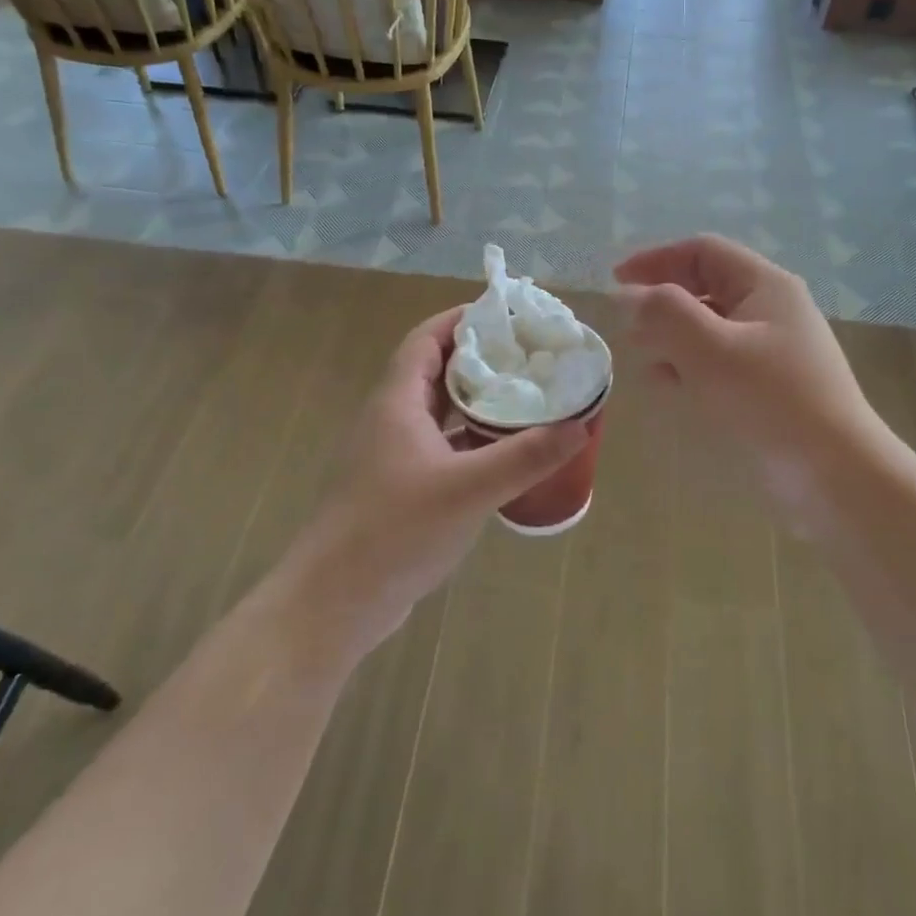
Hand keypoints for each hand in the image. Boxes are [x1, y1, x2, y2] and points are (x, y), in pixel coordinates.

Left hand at [271, 308, 587, 666]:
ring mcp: (393, 456)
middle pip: (437, 371)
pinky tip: (504, 453)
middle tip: (532, 355)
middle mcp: (391, 420)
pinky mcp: (400, 489)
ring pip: (440, 413)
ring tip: (528, 396)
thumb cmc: (394, 530)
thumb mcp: (469, 489)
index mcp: (397, 402)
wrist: (335, 602)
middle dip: (482, 358)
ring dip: (478, 402)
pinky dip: (472, 441)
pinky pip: (442, 448)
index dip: (463, 319)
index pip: (427, 339)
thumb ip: (526, 456)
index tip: (508, 313)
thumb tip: (580, 425)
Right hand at [614, 235, 881, 470]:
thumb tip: (628, 295)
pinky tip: (670, 389)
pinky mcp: (770, 388)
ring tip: (645, 363)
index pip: (702, 251)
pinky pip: (721, 363)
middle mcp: (772, 310)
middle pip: (705, 288)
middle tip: (629, 331)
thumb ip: (663, 313)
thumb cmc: (769, 401)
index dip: (655, 260)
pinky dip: (691, 368)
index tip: (615, 282)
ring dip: (673, 339)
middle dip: (662, 304)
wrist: (835, 476)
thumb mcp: (709, 349)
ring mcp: (774, 351)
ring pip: (710, 329)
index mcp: (765, 286)